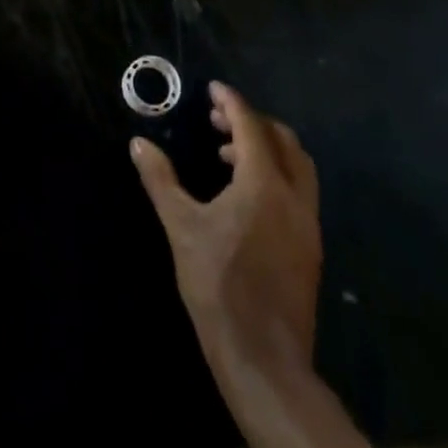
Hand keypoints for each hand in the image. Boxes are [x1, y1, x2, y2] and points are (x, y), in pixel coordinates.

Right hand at [131, 82, 320, 373]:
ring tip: (227, 154)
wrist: (264, 358)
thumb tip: (138, 144)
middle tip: (218, 120)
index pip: (251, 126)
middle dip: (252, 122)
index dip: (231, 102)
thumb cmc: (218, 285)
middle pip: (283, 141)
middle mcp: (294, 197)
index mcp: (263, 184)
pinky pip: (299, 192)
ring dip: (267, 148)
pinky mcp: (310, 248)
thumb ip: (160, 180)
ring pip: (297, 167)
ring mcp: (307, 224)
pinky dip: (276, 175)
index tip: (213, 88)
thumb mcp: (180, 227)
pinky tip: (245, 195)